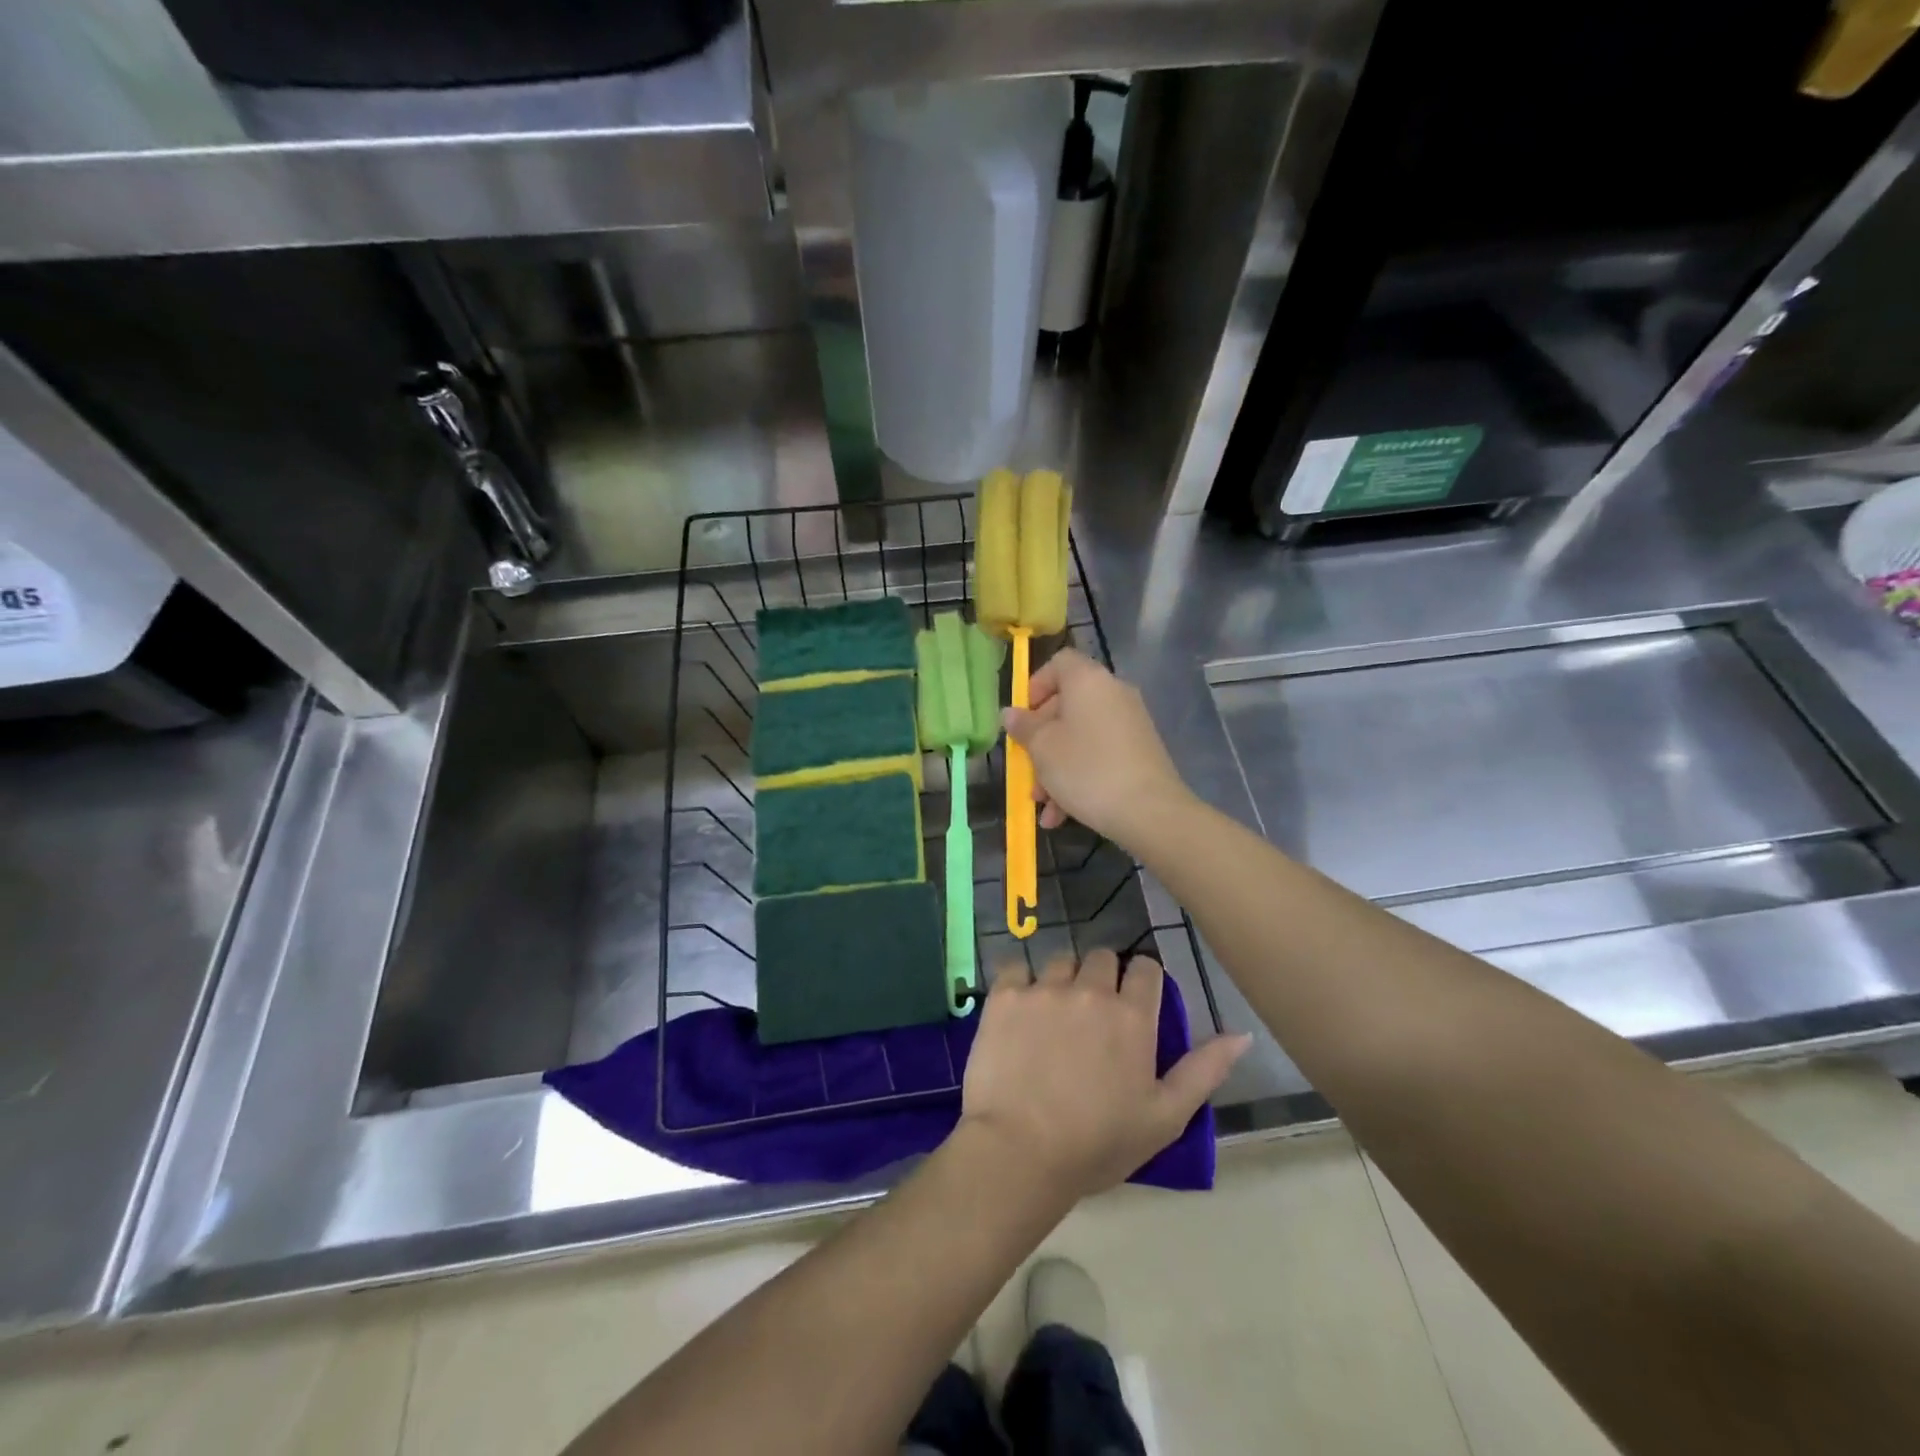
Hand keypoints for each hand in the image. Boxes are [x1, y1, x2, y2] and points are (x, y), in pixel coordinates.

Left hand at [958, 949, 1250, 1203]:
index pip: (1145, 968)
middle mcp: (1090, 990)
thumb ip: (1205, 1070)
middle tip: (1092, 1014)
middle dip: (1102, 977)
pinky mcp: (1005, 995)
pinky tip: (1019, 1013)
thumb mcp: (1165, 1117)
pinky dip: (1020, 985)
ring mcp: (1044, 989)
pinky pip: (1016, 969)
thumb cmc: (1098, 1143)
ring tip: (1054, 1015)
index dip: (1142, 981)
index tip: (1133, 1002)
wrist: (1019, 1151)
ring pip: (1060, 960)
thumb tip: (1242, 1034)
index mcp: (1132, 1016)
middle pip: (1101, 957)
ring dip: (1062, 980)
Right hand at [1002, 649, 1190, 850]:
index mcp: (1088, 681)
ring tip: (1041, 804)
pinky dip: (1079, 778)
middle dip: (1040, 741)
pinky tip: (1062, 815)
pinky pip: (1099, 756)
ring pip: (1080, 738)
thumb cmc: (1086, 769)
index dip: (1035, 686)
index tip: (1022, 718)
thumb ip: (1023, 727)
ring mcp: (1130, 724)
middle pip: (1066, 706)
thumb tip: (1011, 713)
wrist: (1150, 811)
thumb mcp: (1042, 748)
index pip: (1059, 663)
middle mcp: (1113, 694)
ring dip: (1055, 768)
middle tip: (1025, 769)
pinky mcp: (1140, 753)